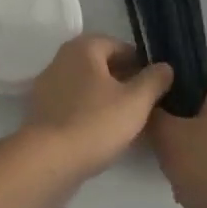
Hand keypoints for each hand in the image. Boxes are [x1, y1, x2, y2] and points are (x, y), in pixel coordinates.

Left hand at [19, 34, 173, 185]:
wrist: (48, 161)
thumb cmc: (95, 123)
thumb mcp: (136, 101)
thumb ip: (154, 80)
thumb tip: (165, 67)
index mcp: (83, 48)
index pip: (118, 45)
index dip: (140, 62)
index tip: (156, 82)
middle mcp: (61, 60)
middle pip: (100, 65)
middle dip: (123, 79)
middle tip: (145, 101)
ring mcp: (47, 87)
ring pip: (86, 86)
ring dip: (106, 97)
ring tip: (127, 119)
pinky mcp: (41, 113)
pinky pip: (73, 105)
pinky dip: (89, 112)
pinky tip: (103, 132)